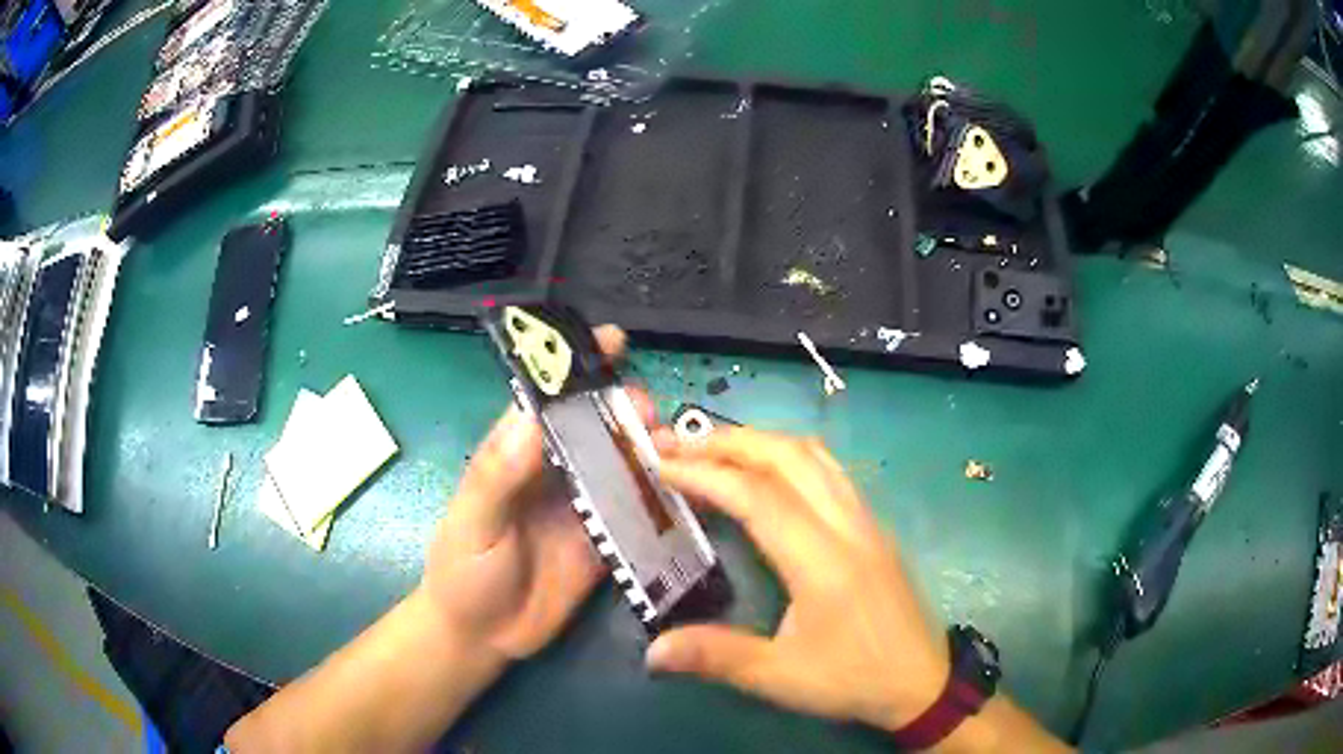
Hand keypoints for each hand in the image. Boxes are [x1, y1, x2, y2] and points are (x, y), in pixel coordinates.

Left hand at [422, 326, 644, 661]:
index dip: (578, 367)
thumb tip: (530, 419)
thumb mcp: (472, 523)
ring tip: (674, 449)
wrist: (483, 637)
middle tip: (649, 413)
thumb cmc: (463, 572)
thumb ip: (496, 476)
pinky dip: (663, 499)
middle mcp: (555, 474)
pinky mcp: (606, 543)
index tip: (613, 340)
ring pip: (623, 465)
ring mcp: (584, 508)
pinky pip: (638, 515)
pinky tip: (689, 492)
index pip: (548, 400)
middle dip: (625, 409)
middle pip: (596, 428)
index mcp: (516, 455)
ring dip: (649, 451)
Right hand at [647, 427, 950, 732]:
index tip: (660, 466)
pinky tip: (769, 472)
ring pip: (815, 456)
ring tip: (716, 448)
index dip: (705, 475)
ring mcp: (867, 521)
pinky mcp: (875, 527)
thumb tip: (652, 651)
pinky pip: (831, 470)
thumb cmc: (853, 679)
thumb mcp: (781, 677)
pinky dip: (790, 455)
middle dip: (729, 442)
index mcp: (823, 562)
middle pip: (788, 457)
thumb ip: (716, 656)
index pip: (758, 497)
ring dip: (762, 441)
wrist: (923, 683)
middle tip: (679, 444)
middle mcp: (848, 526)